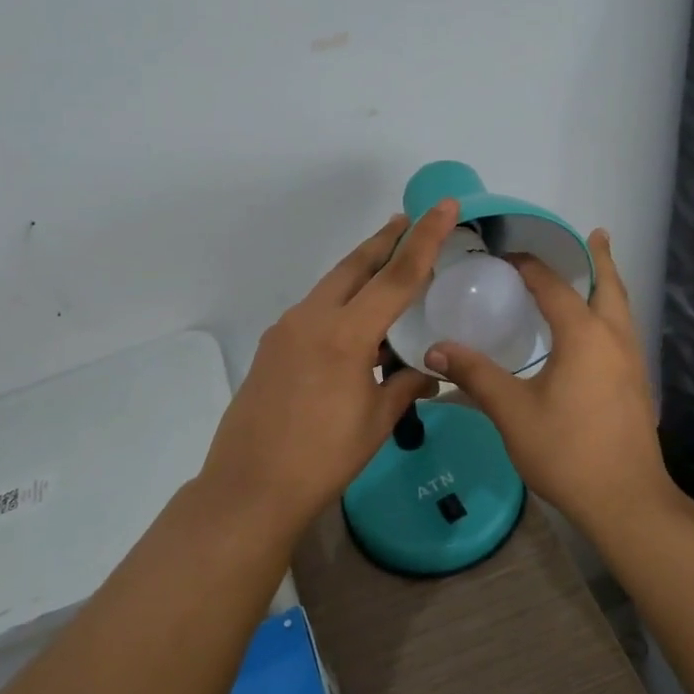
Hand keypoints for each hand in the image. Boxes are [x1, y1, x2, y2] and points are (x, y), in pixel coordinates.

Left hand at [198, 201, 458, 538]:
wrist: (249, 488)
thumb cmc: (323, 458)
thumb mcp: (376, 421)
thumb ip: (406, 386)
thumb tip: (427, 372)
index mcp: (346, 334)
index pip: (397, 275)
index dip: (425, 238)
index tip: (444, 205)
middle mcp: (312, 318)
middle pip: (355, 265)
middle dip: (385, 240)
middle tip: (408, 220)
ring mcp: (286, 330)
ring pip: (332, 285)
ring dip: (361, 271)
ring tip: (387, 266)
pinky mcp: (272, 346)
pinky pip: (315, 310)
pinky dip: (341, 302)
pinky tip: (355, 324)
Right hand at [425, 230, 673, 536]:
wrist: (627, 500)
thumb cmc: (567, 451)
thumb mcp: (513, 412)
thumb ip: (475, 376)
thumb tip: (435, 350)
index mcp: (584, 335)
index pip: (553, 285)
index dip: (529, 265)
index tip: (505, 255)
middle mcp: (614, 338)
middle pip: (609, 285)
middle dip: (599, 258)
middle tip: (593, 235)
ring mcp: (632, 362)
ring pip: (623, 308)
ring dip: (609, 285)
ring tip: (594, 274)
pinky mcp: (637, 384)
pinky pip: (624, 331)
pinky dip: (612, 313)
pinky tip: (594, 334)